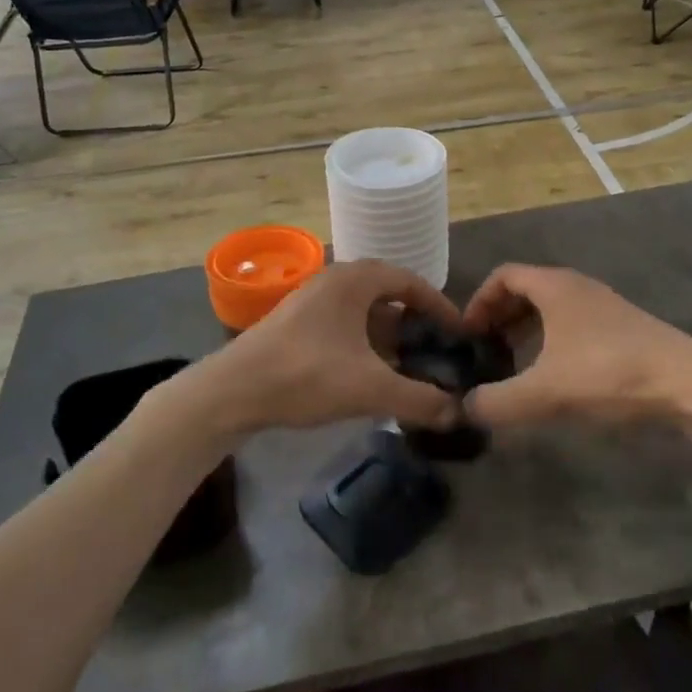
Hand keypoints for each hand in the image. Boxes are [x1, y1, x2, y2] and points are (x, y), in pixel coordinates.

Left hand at [197, 261, 464, 435]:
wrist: (232, 391)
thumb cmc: (306, 374)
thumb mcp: (370, 388)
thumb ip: (419, 399)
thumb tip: (459, 412)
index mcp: (355, 279)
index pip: (410, 281)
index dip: (439, 306)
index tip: (458, 333)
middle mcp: (335, 280)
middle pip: (388, 295)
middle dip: (414, 324)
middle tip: (435, 351)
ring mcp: (312, 300)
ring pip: (364, 312)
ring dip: (388, 336)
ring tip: (407, 368)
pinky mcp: (296, 322)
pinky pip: (344, 324)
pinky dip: (364, 344)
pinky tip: (369, 375)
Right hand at [460, 264, 691, 427]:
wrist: (687, 383)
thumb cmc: (609, 373)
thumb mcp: (546, 392)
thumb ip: (499, 401)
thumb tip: (465, 407)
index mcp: (554, 286)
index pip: (504, 275)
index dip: (479, 300)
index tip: (468, 334)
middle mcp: (577, 286)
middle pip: (526, 289)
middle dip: (500, 316)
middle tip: (486, 350)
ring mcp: (602, 305)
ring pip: (551, 307)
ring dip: (526, 329)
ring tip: (514, 364)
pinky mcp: (621, 327)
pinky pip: (572, 323)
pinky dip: (551, 340)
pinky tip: (553, 375)